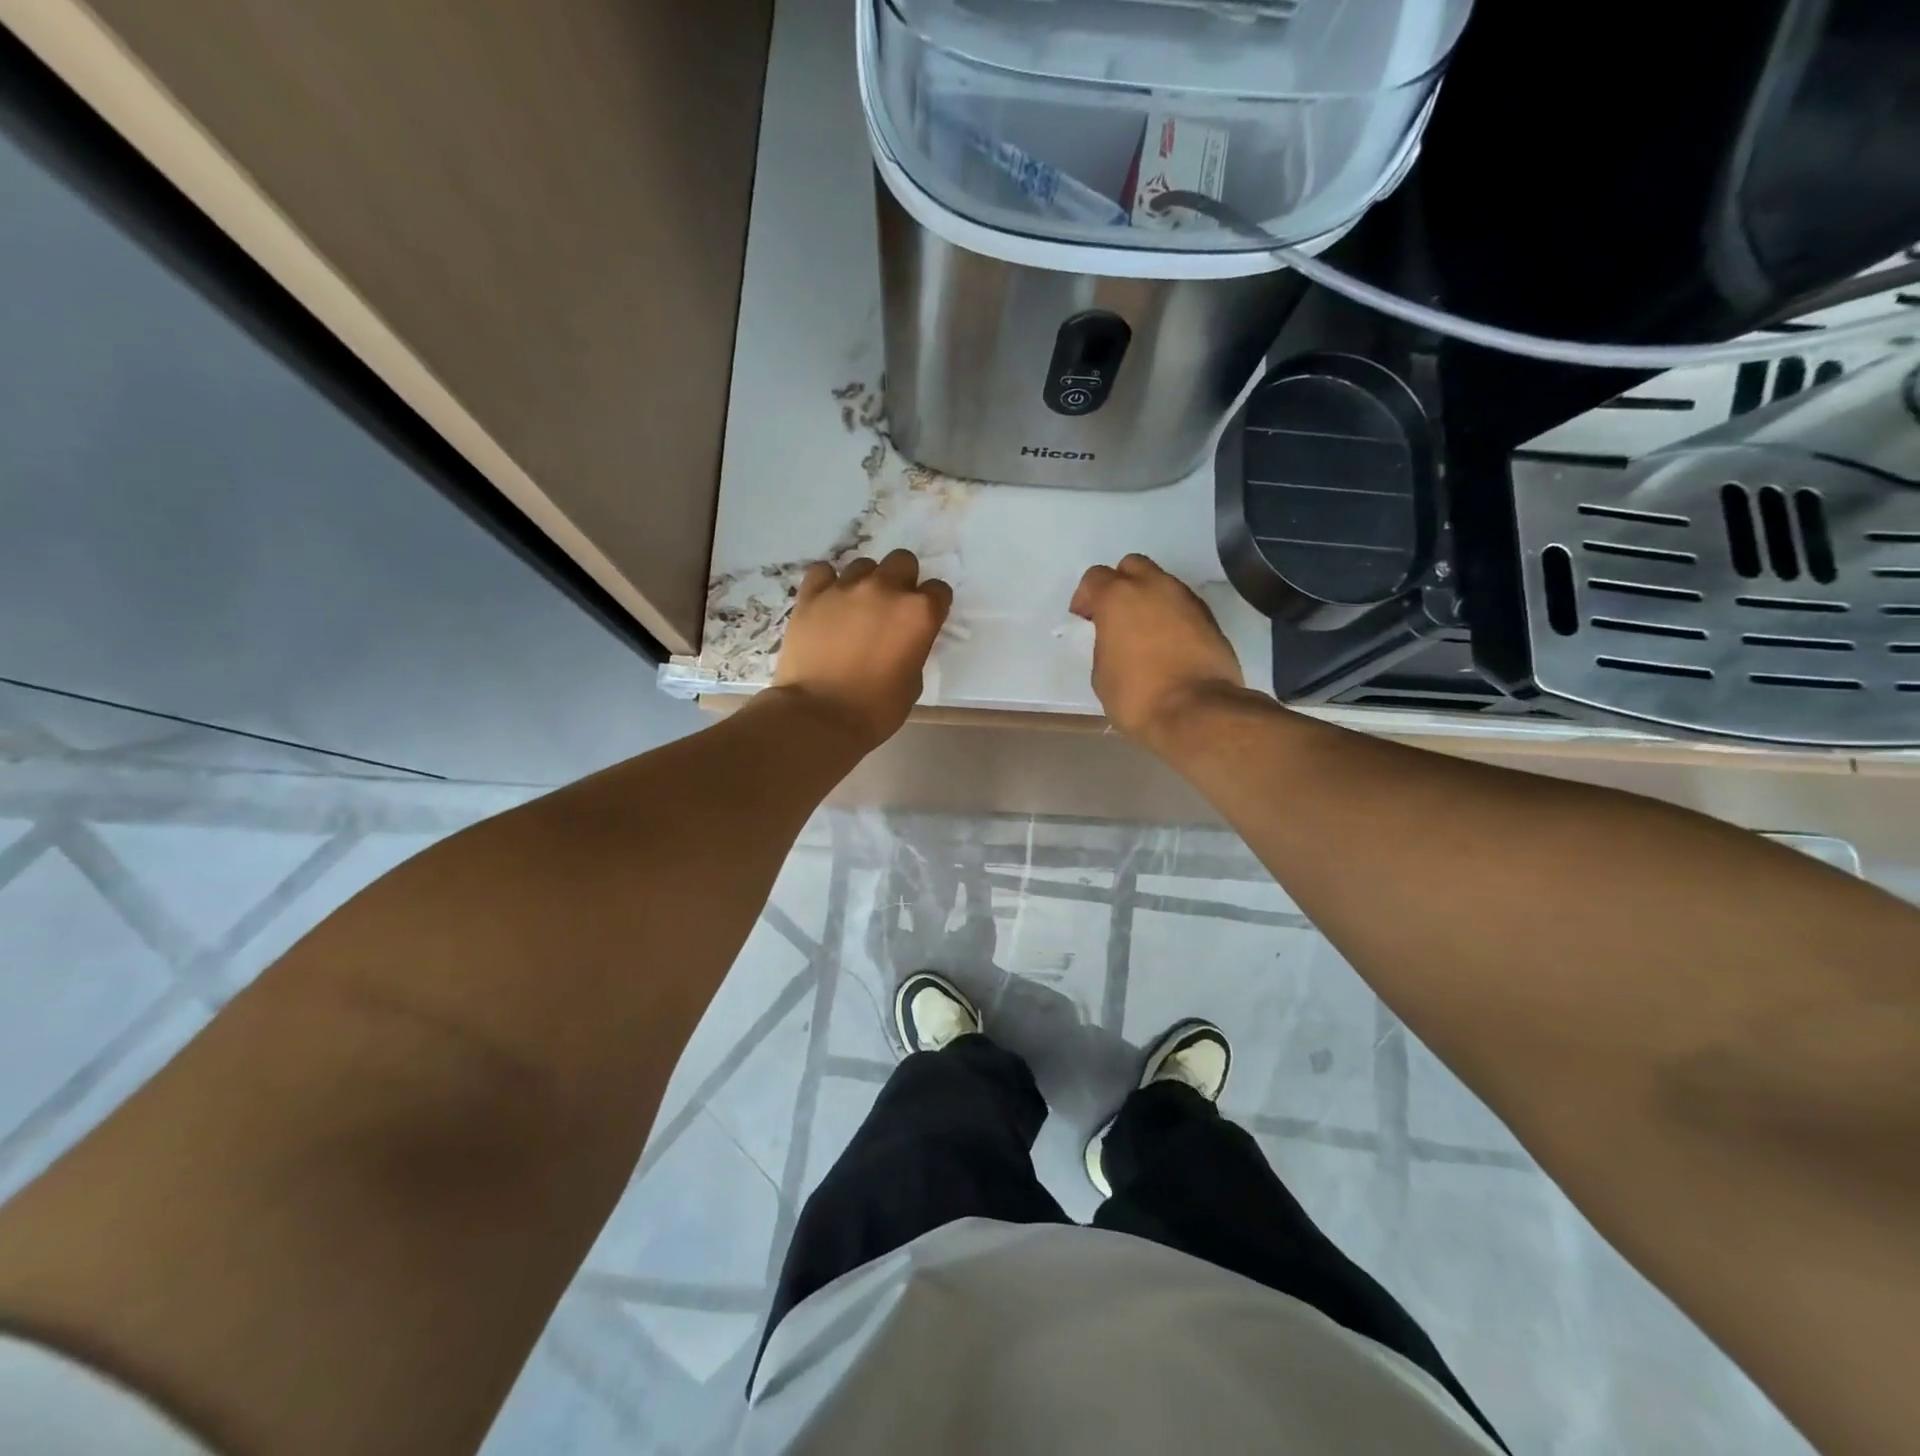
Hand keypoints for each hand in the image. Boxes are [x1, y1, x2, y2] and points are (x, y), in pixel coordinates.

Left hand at [772, 549, 950, 746]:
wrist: (819, 716)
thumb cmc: (875, 709)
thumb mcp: (913, 683)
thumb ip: (914, 649)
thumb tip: (903, 640)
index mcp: (919, 614)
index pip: (939, 591)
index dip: (933, 606)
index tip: (924, 621)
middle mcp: (886, 589)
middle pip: (903, 562)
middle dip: (902, 581)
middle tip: (891, 609)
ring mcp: (846, 588)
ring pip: (864, 565)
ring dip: (866, 582)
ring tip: (856, 609)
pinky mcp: (812, 594)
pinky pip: (824, 571)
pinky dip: (828, 582)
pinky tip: (828, 602)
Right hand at [1070, 553, 1245, 743]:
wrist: (1197, 712)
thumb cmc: (1137, 695)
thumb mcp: (1101, 673)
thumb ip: (1105, 643)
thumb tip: (1116, 640)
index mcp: (1118, 597)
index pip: (1095, 578)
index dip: (1085, 598)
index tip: (1085, 621)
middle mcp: (1154, 587)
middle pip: (1132, 566)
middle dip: (1120, 585)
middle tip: (1115, 617)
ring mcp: (1186, 599)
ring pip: (1162, 584)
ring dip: (1149, 600)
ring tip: (1144, 633)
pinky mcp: (1210, 618)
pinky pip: (1182, 606)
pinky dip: (1171, 617)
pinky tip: (1168, 645)